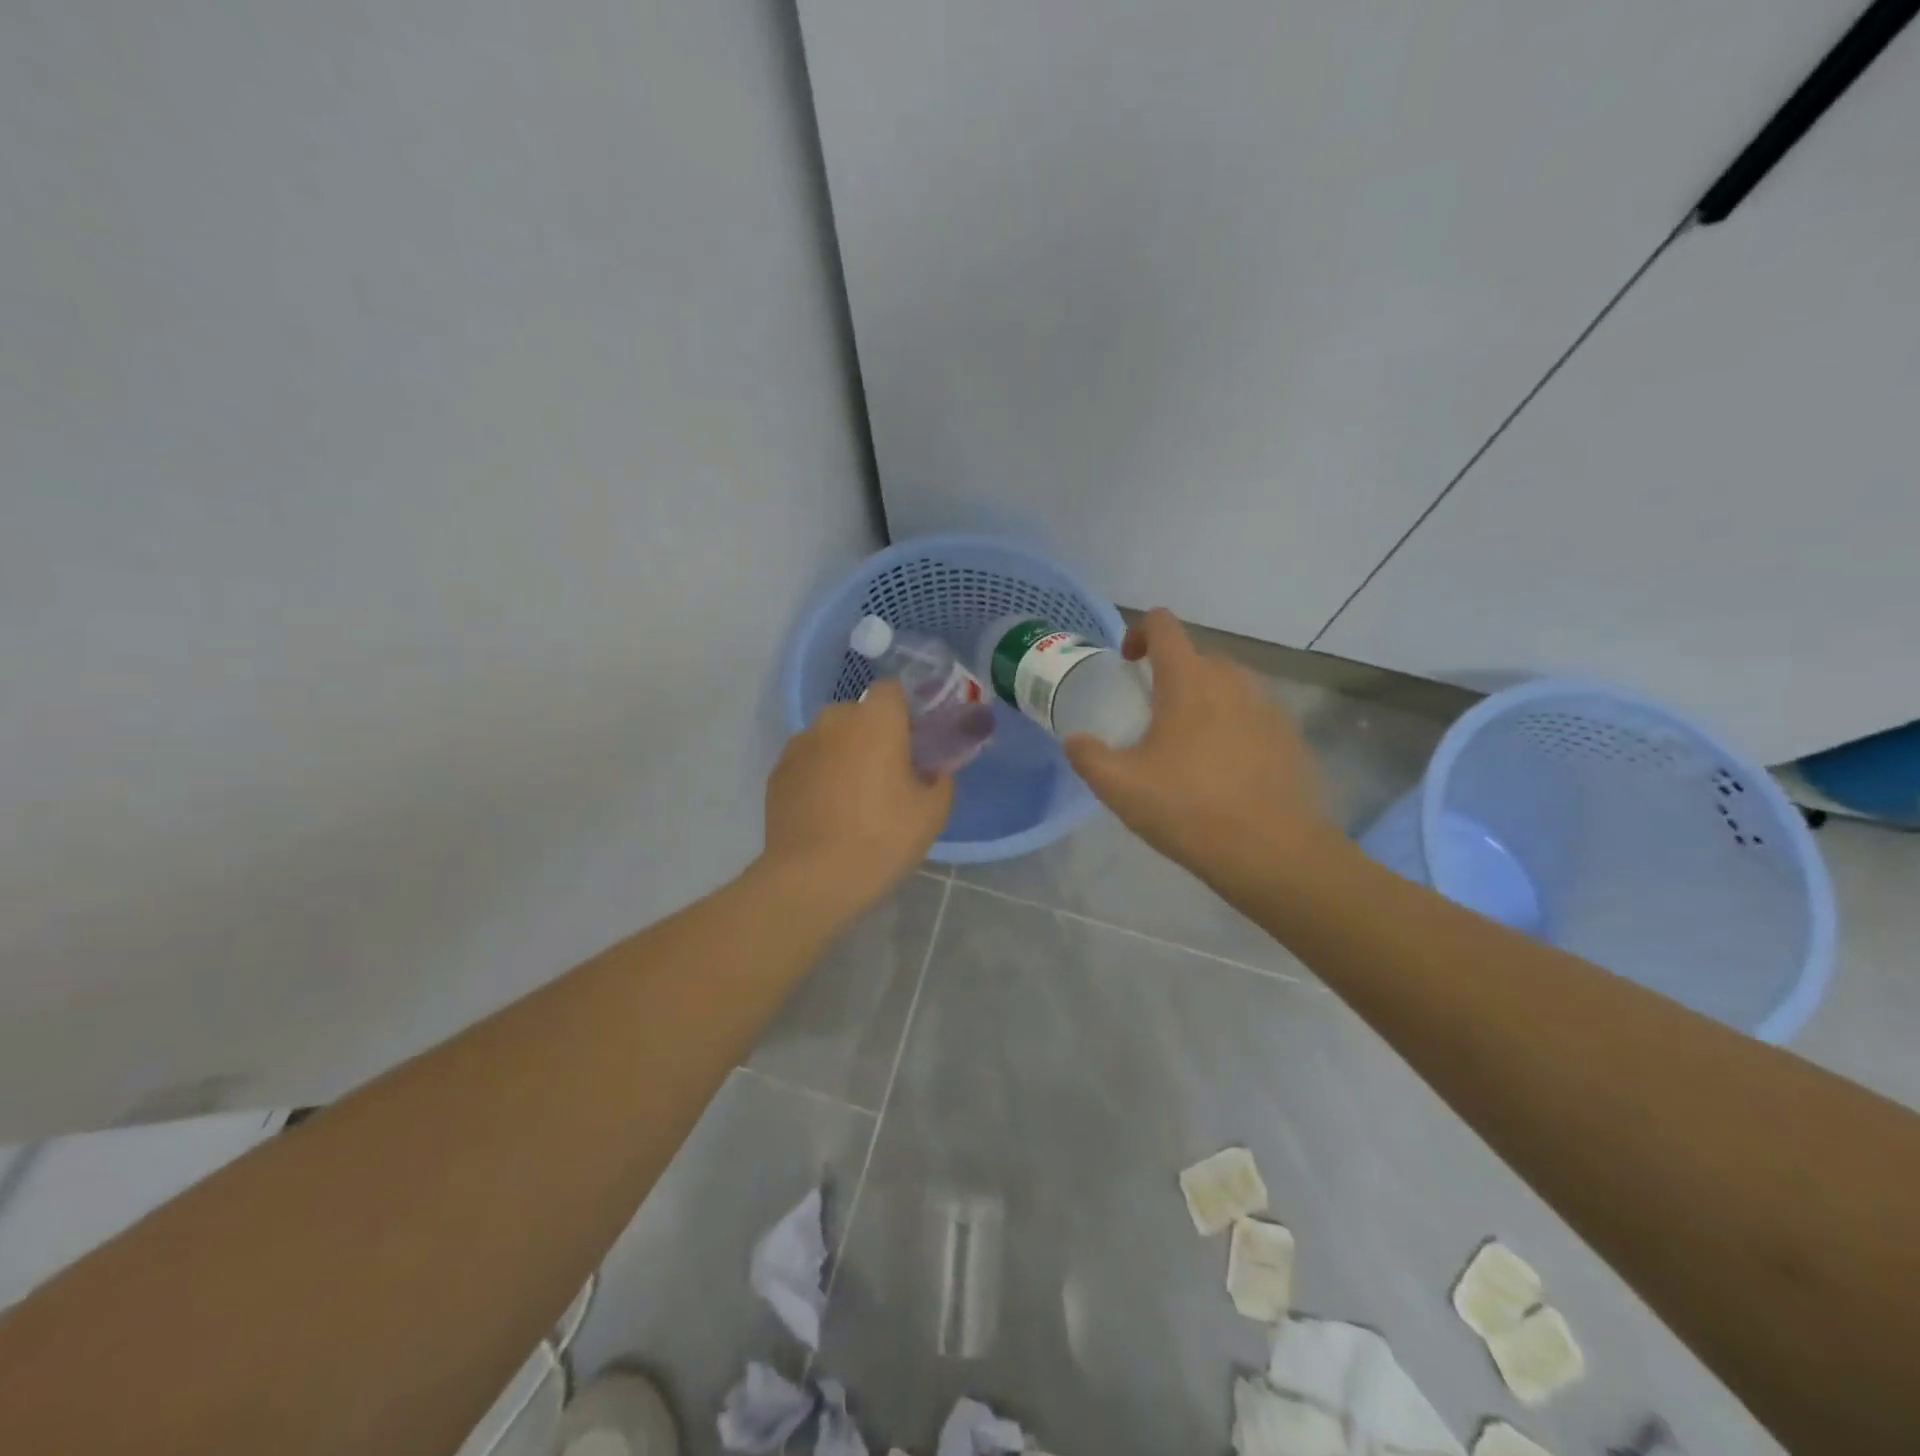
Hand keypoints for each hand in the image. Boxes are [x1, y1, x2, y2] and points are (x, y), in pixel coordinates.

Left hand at [762, 679, 953, 920]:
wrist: (812, 879)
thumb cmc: (881, 838)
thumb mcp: (932, 813)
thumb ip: (942, 779)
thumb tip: (934, 770)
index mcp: (876, 720)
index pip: (893, 690)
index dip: (906, 710)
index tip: (915, 741)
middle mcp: (833, 720)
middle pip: (860, 714)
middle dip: (874, 734)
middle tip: (888, 773)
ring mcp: (799, 745)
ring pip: (830, 737)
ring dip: (844, 753)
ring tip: (852, 796)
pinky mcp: (777, 772)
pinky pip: (807, 761)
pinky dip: (818, 774)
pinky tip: (826, 810)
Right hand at [1065, 609, 1335, 889]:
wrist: (1273, 852)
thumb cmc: (1189, 810)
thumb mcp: (1120, 788)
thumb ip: (1088, 756)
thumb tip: (1076, 741)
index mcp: (1188, 681)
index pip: (1163, 625)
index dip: (1139, 633)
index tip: (1127, 665)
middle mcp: (1233, 680)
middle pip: (1197, 655)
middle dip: (1170, 674)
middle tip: (1153, 717)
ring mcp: (1269, 706)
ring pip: (1229, 684)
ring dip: (1204, 699)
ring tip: (1189, 745)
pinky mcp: (1291, 736)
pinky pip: (1254, 714)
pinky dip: (1234, 726)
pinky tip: (1225, 770)